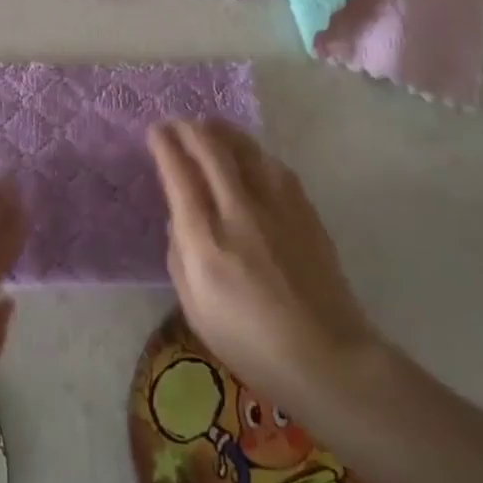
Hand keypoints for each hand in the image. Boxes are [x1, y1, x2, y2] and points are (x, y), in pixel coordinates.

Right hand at [149, 120, 381, 419]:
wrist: (327, 358)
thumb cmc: (251, 343)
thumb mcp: (194, 308)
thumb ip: (179, 256)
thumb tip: (179, 219)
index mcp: (206, 241)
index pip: (180, 175)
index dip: (165, 147)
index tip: (155, 133)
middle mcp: (240, 213)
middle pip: (212, 151)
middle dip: (189, 130)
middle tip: (177, 123)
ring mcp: (277, 208)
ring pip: (246, 149)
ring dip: (222, 131)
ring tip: (209, 126)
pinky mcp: (305, 211)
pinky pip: (274, 166)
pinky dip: (253, 151)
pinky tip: (249, 154)